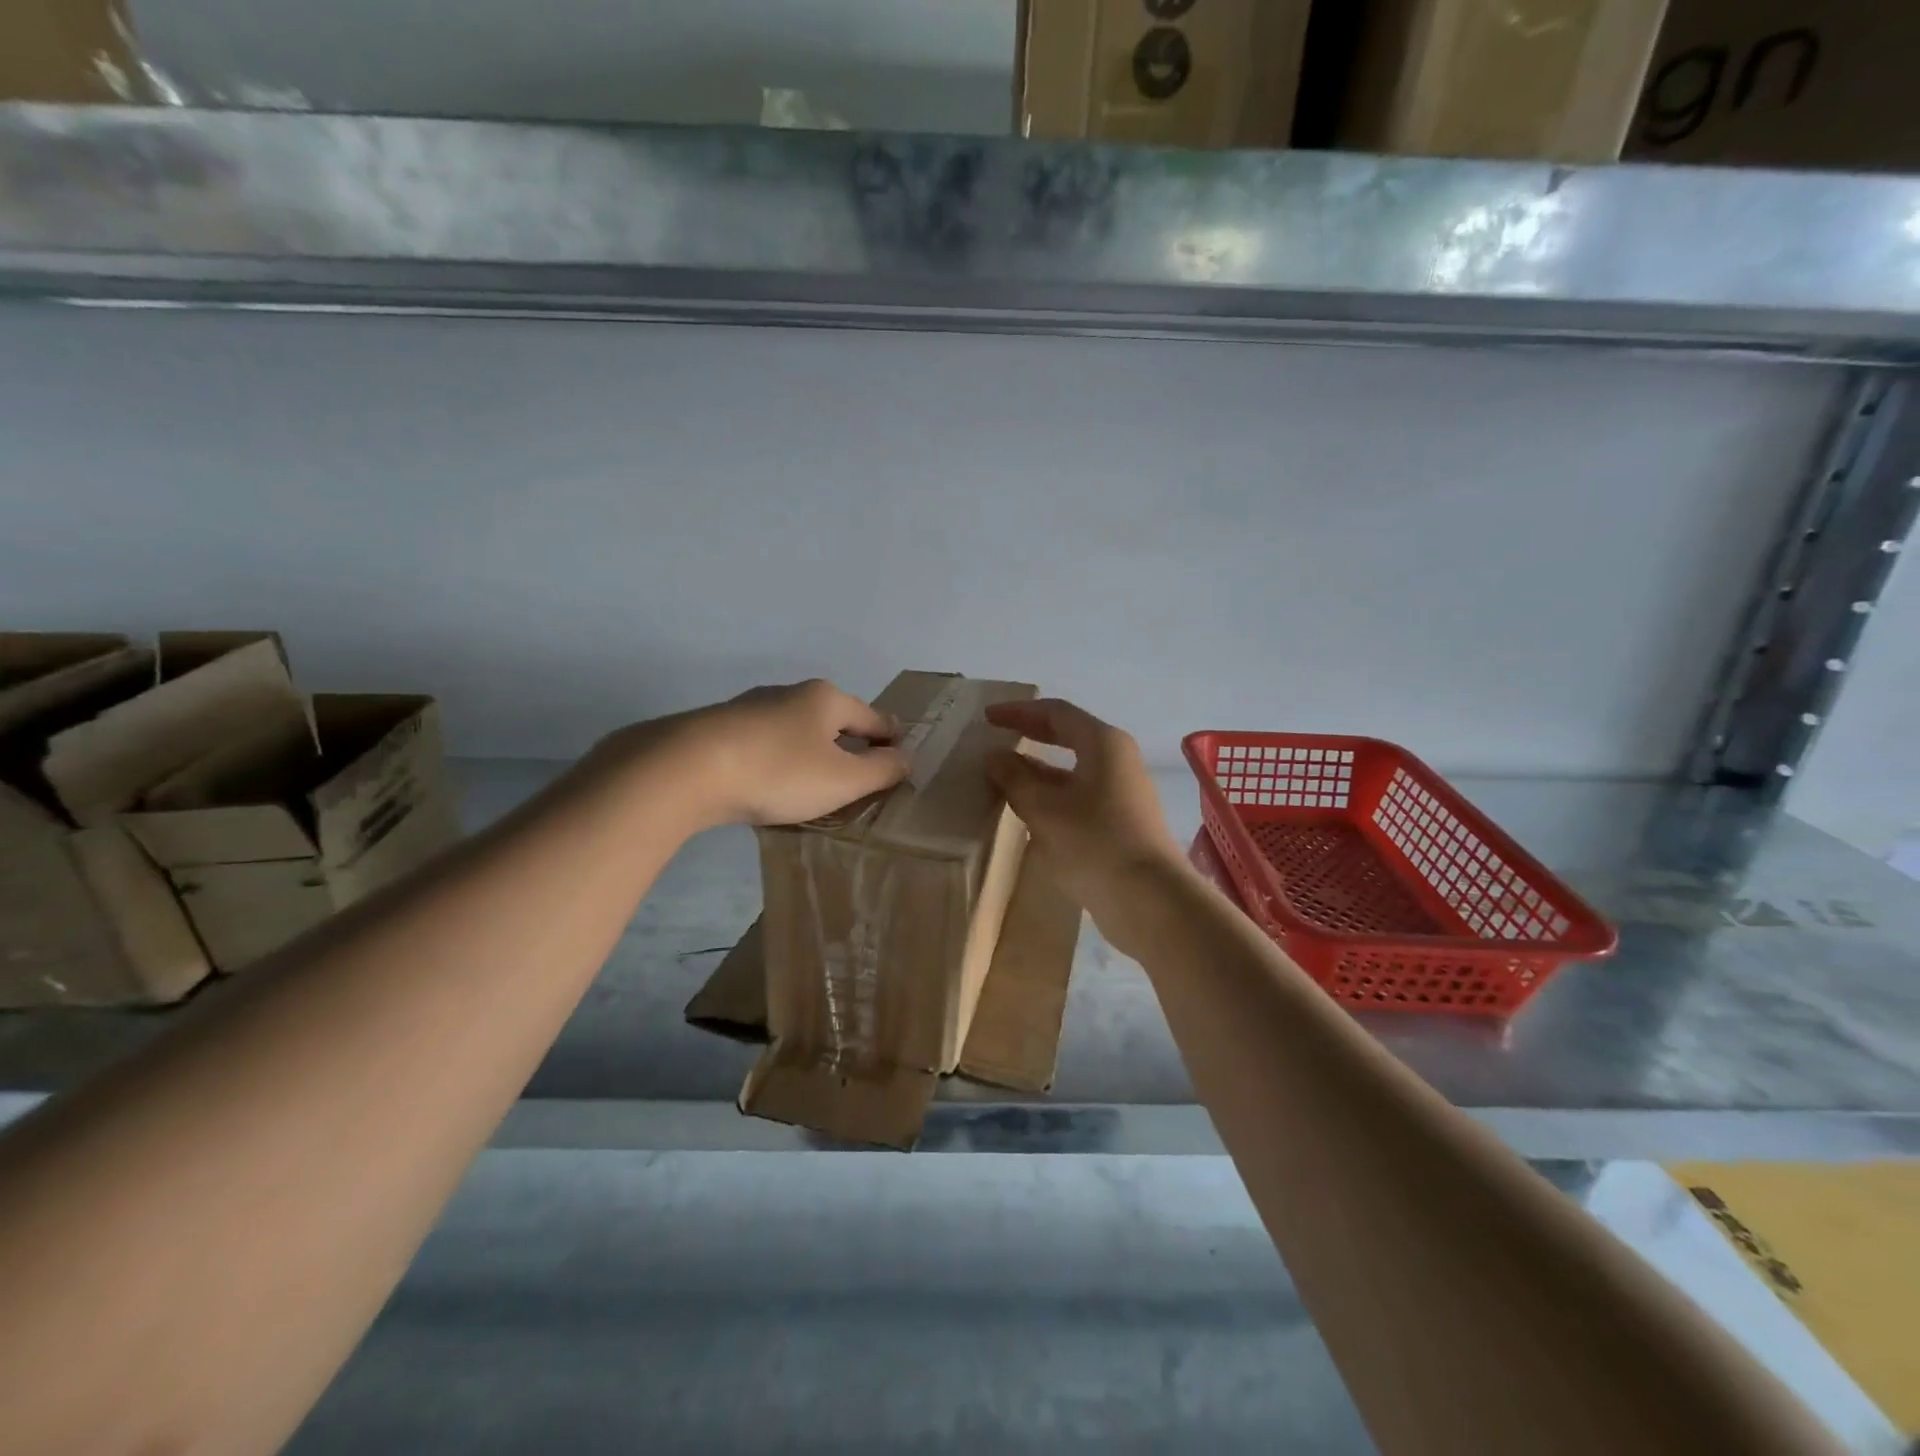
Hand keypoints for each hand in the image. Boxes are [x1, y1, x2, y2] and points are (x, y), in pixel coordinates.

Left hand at [676, 679, 910, 827]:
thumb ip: (881, 770)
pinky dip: (779, 759)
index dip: (890, 736)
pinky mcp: (720, 729)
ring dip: (811, 751)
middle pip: (833, 718)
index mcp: (826, 699)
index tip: (900, 751)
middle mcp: (790, 694)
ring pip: (795, 730)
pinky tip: (773, 780)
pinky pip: (765, 743)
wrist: (686, 769)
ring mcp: (751, 708)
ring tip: (816, 779)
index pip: (872, 717)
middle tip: (860, 771)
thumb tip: (905, 758)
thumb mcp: (843, 780)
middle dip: (848, 741)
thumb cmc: (779, 771)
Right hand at [984, 699, 1187, 950]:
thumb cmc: (1094, 841)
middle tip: (996, 737)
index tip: (988, 718)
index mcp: (1103, 743)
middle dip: (1030, 735)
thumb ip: (1015, 778)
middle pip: (1068, 736)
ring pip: (1073, 770)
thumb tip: (994, 757)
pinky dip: (1052, 796)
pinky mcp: (1122, 822)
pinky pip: (1080, 796)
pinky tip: (1028, 812)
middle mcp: (1117, 760)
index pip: (1056, 713)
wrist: (1148, 899)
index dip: (1019, 711)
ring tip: (1003, 777)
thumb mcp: (1044, 808)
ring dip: (1038, 770)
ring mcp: (1123, 792)